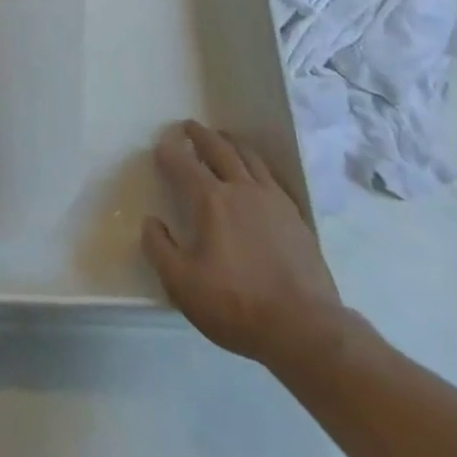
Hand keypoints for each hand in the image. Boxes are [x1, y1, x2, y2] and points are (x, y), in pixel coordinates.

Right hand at [142, 121, 352, 377]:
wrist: (305, 329)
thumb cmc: (237, 305)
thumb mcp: (182, 284)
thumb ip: (159, 249)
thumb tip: (150, 222)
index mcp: (211, 200)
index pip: (184, 164)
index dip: (169, 153)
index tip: (161, 147)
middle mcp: (242, 189)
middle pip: (219, 149)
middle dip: (201, 135)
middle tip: (189, 126)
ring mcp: (273, 200)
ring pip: (249, 157)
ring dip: (231, 143)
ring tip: (223, 138)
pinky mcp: (296, 217)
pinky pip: (271, 177)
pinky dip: (256, 165)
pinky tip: (256, 174)